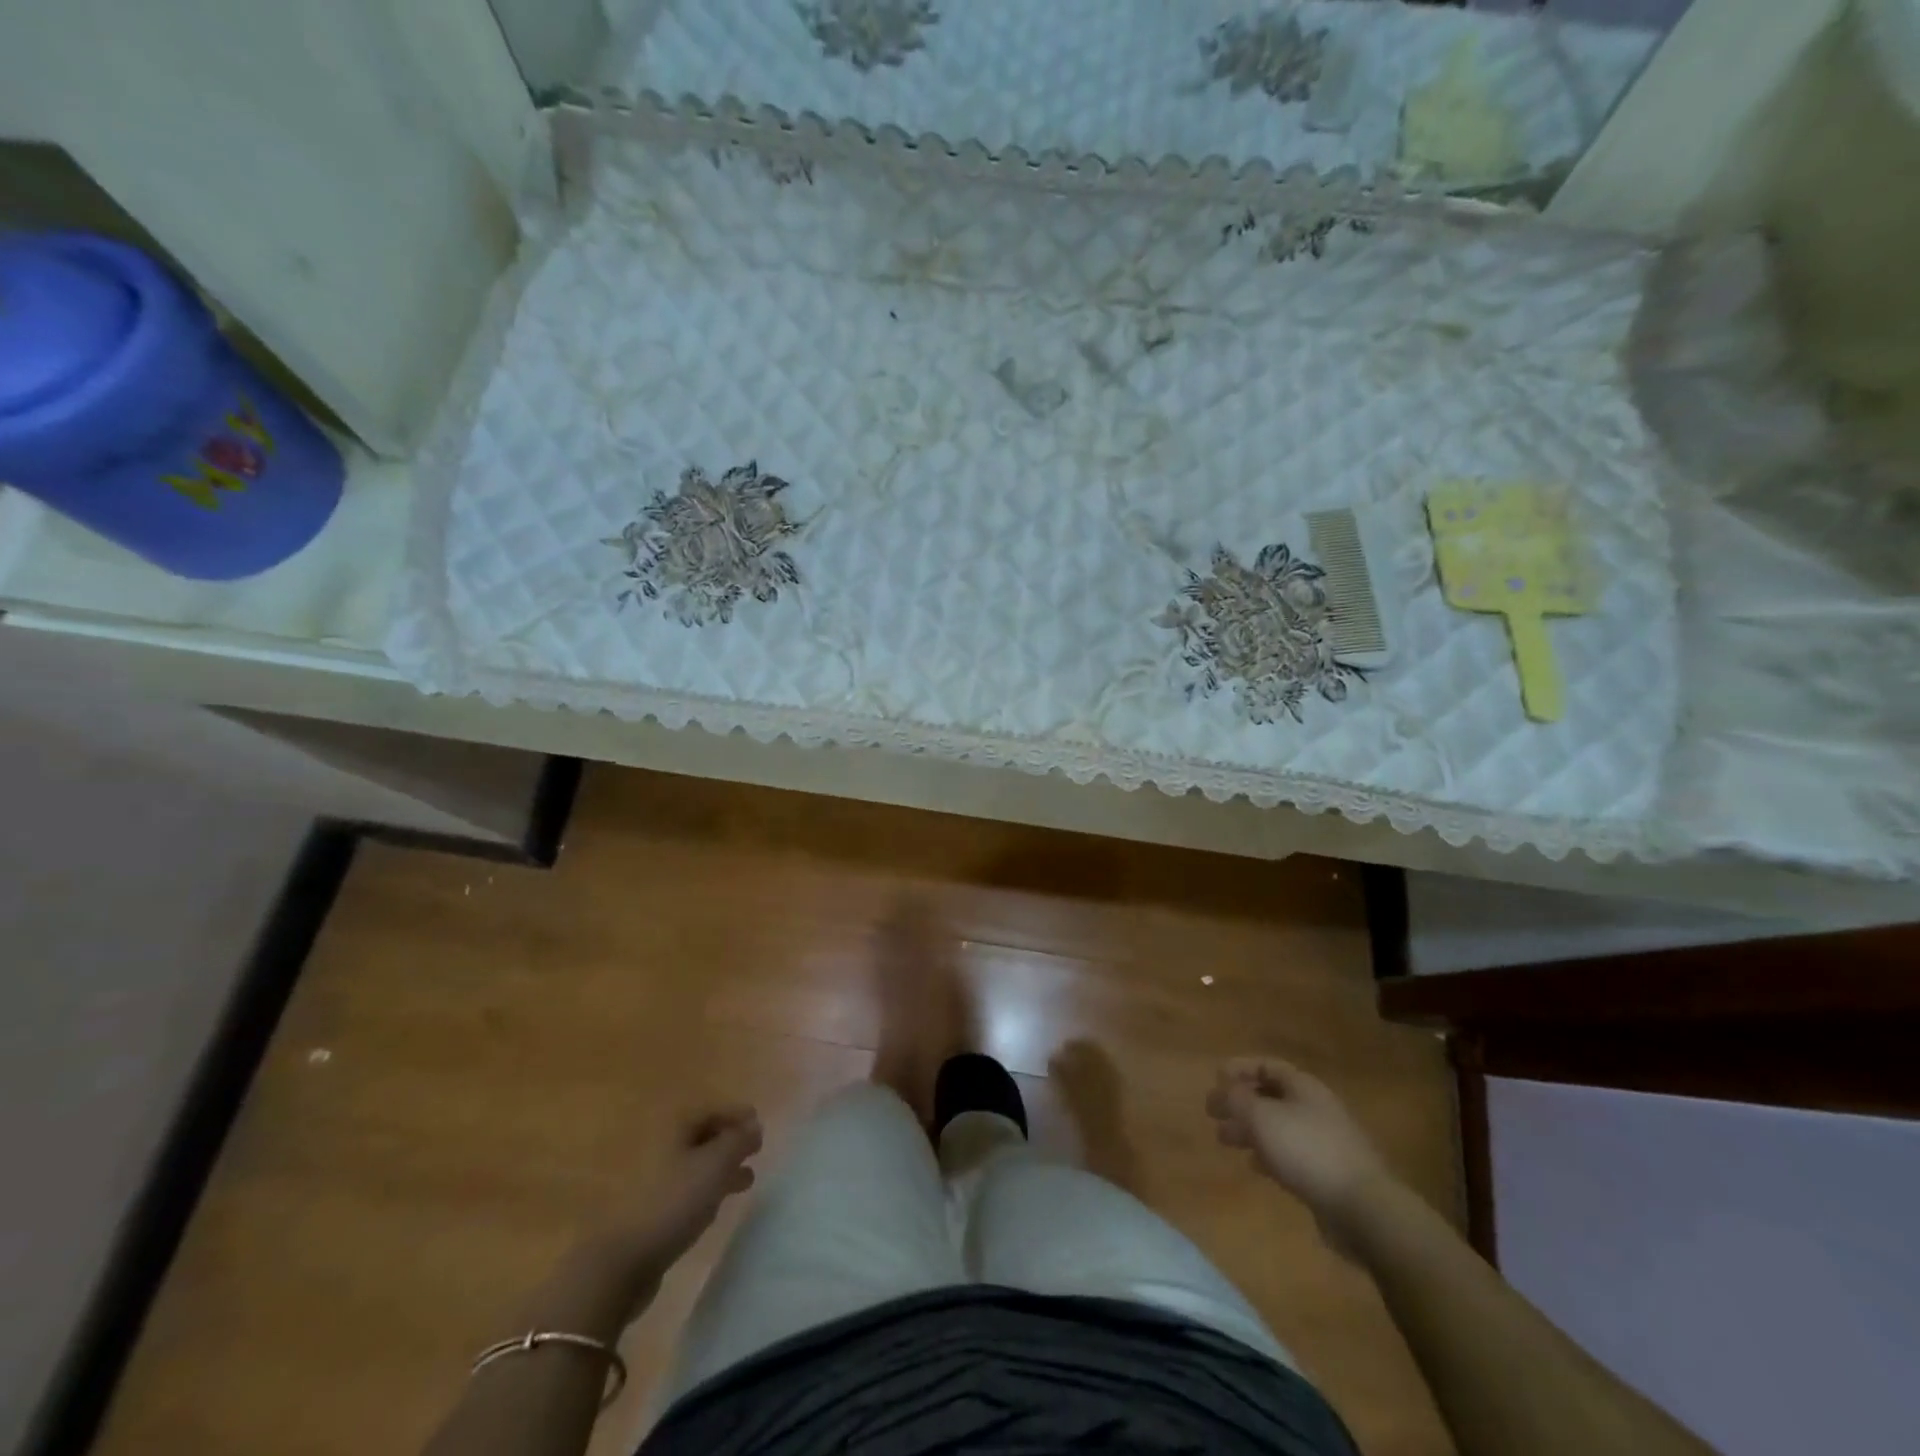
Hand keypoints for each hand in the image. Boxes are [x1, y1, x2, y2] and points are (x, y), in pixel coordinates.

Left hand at [585, 1105, 763, 1290]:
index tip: (760, 1126)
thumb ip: (739, 1141)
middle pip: (701, 1135)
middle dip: (730, 1142)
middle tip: (756, 1152)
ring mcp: (650, 1178)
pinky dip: (704, 1189)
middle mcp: (659, 1145)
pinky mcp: (648, 1209)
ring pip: (693, 1163)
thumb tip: (755, 1124)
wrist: (621, 1263)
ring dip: (720, 1168)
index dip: (736, 1114)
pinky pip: (683, 1188)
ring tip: (746, 1182)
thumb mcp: (715, 1165)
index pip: (710, 1109)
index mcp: (672, 1127)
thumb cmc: (673, 1202)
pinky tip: (716, 1205)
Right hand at [1207, 1057, 1394, 1249]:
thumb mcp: (1262, 1117)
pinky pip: (1291, 1154)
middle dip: (1240, 1102)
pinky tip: (1255, 1166)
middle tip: (1213, 1113)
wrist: (1364, 1208)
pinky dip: (1268, 1154)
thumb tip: (1222, 1091)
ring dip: (1250, 1130)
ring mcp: (1324, 1141)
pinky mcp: (1328, 1174)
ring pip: (1278, 1127)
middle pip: (1271, 1097)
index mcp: (1303, 1087)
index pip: (1267, 1065)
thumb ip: (1236, 1099)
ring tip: (1224, 1139)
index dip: (1239, 1068)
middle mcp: (1315, 1108)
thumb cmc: (1308, 1150)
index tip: (1215, 1078)